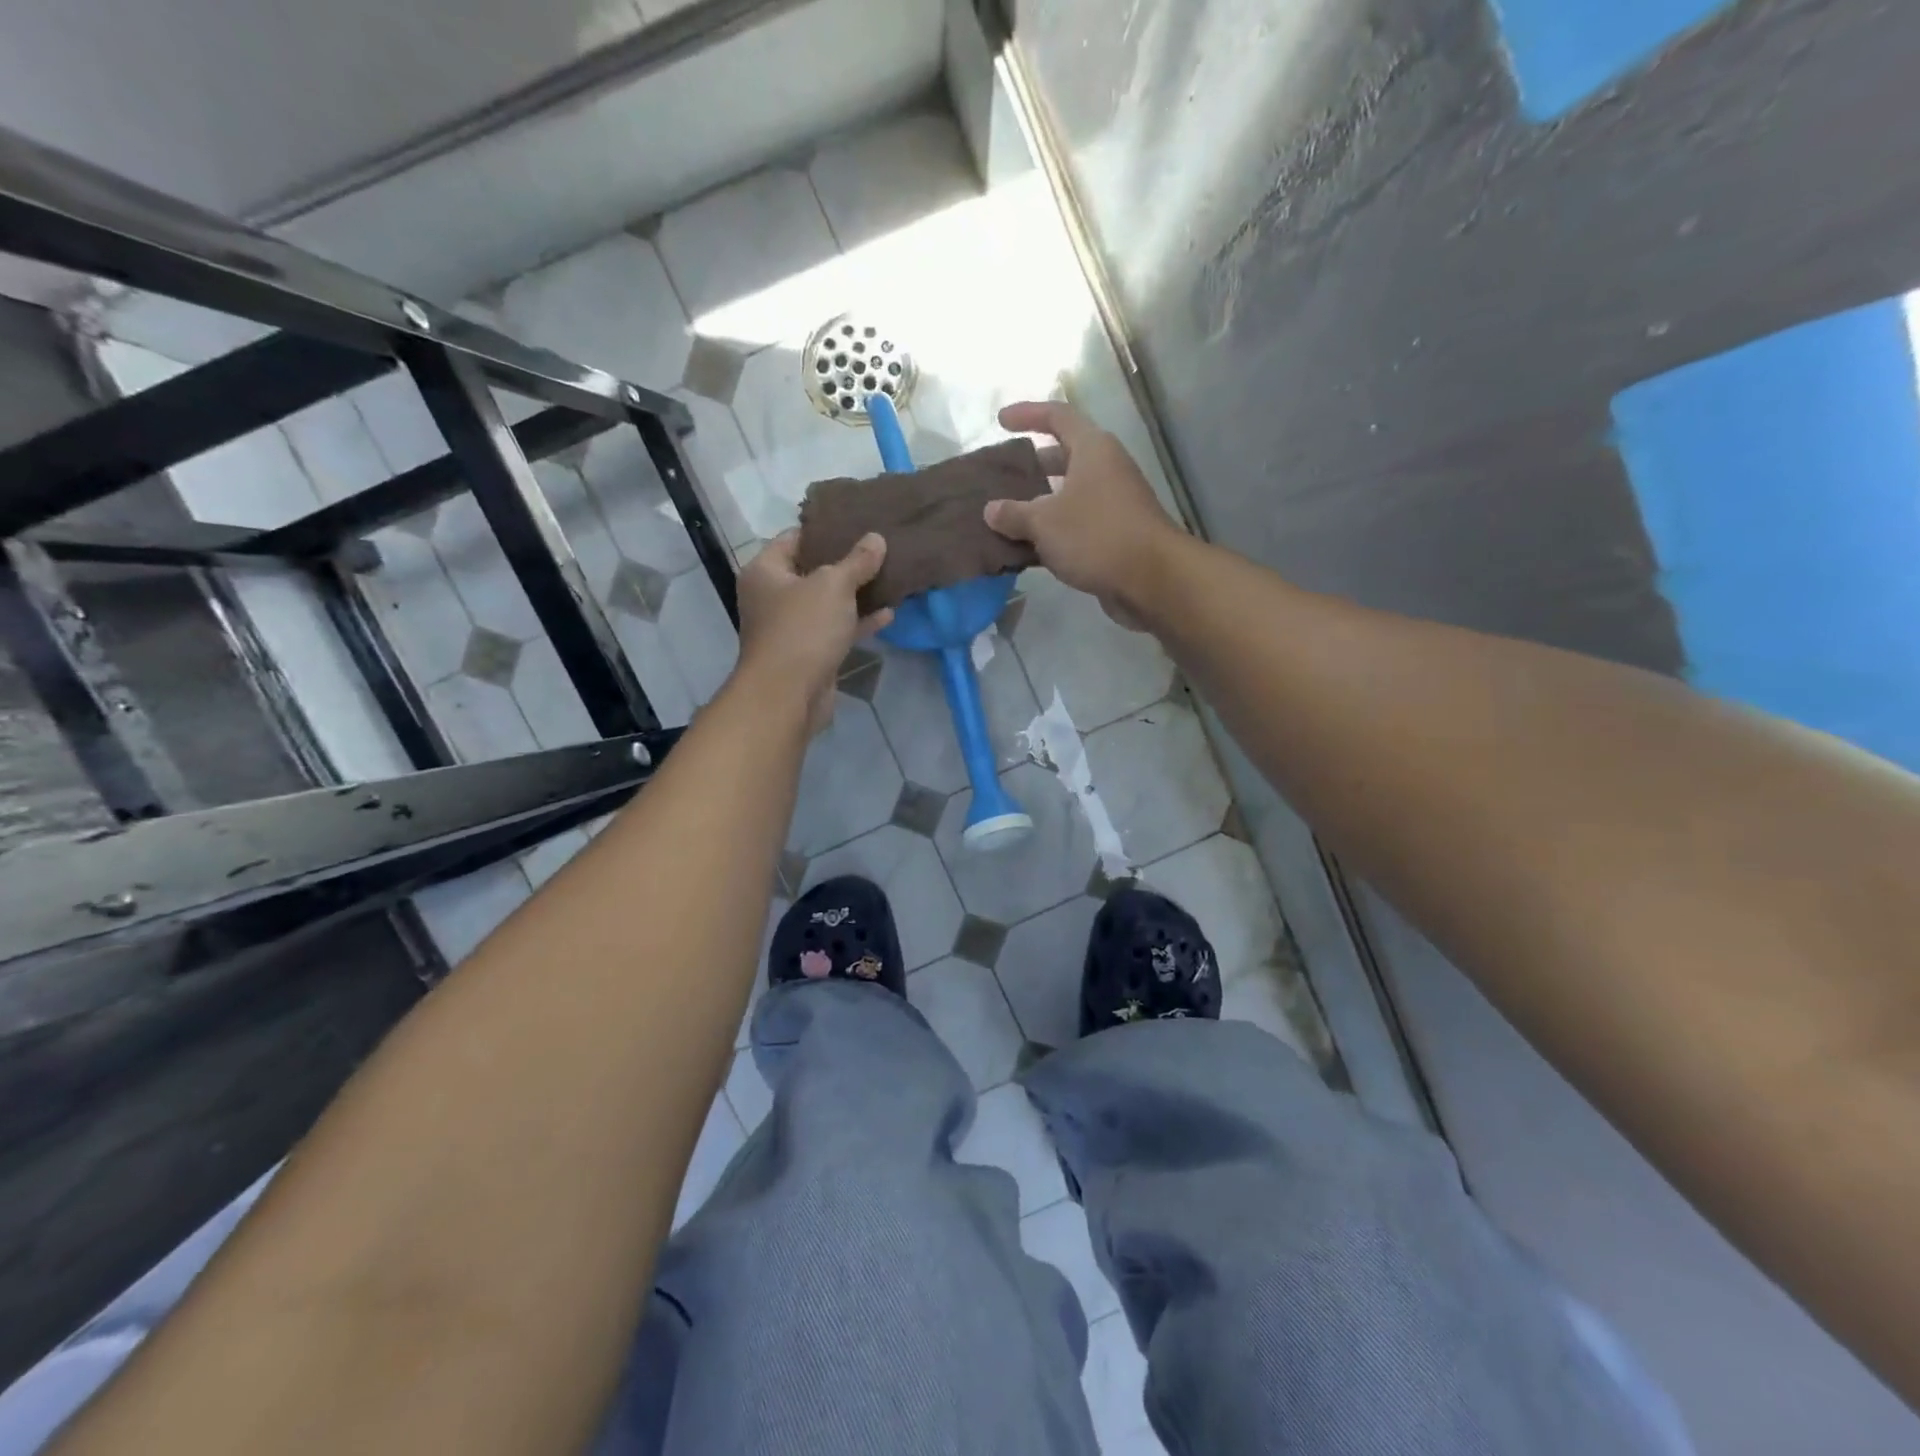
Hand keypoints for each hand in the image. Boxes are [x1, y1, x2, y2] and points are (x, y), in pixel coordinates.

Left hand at [734, 529, 892, 733]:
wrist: (788, 695)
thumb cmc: (802, 628)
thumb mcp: (833, 585)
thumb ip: (857, 561)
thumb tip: (876, 538)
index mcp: (765, 571)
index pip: (793, 538)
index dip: (824, 529)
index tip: (856, 522)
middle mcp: (772, 597)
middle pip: (812, 571)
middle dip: (845, 563)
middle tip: (878, 548)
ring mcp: (791, 628)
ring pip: (827, 604)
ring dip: (856, 594)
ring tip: (889, 577)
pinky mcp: (809, 654)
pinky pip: (836, 630)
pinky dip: (858, 622)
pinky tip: (888, 614)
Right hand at [983, 401, 1180, 628]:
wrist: (1153, 579)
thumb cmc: (1096, 535)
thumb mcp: (1044, 522)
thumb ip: (1014, 514)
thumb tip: (992, 510)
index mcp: (1092, 449)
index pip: (1057, 416)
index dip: (1028, 414)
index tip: (1001, 420)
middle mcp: (1106, 469)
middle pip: (1064, 457)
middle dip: (1032, 466)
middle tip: (1002, 478)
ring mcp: (1114, 503)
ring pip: (1069, 495)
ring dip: (1040, 504)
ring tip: (1007, 517)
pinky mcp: (1116, 535)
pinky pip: (1076, 525)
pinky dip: (1053, 532)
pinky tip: (1029, 550)